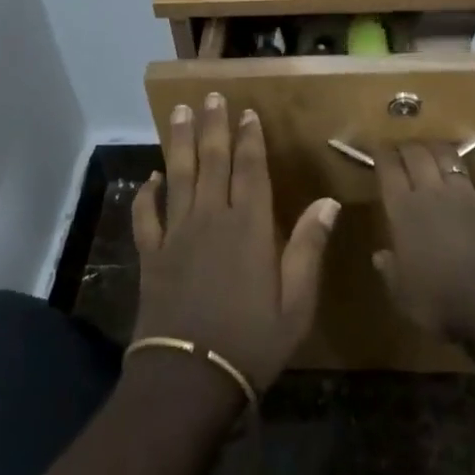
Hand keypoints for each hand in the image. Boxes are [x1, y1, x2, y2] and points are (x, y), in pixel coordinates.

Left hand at [132, 93, 340, 391]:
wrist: (189, 378)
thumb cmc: (251, 342)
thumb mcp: (296, 303)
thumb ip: (308, 248)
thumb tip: (328, 202)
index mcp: (248, 226)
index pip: (250, 168)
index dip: (250, 137)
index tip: (247, 111)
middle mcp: (211, 217)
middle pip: (212, 160)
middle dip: (212, 125)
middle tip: (209, 96)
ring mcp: (177, 233)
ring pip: (178, 174)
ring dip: (178, 141)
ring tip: (179, 111)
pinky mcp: (152, 253)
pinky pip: (146, 215)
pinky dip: (147, 193)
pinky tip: (151, 177)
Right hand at [374, 141, 474, 343]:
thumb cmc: (441, 300)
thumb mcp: (403, 295)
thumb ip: (390, 271)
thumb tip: (380, 256)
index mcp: (404, 209)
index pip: (389, 169)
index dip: (382, 155)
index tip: (377, 148)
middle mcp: (434, 194)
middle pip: (418, 155)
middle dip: (409, 147)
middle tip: (403, 147)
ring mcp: (469, 198)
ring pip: (451, 160)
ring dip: (440, 152)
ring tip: (435, 151)